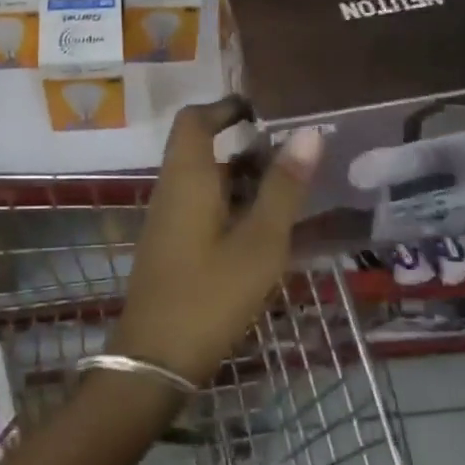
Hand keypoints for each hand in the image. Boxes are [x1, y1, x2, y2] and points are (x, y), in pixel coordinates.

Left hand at [108, 98, 322, 384]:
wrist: (155, 358)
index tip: (265, 109)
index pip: (196, 119)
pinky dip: (231, 203)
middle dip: (244, 144)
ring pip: (204, 179)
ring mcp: (168, 218)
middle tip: (293, 152)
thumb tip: (309, 132)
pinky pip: (201, 205)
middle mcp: (171, 188)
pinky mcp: (171, 244)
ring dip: (241, 176)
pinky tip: (264, 227)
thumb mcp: (260, 241)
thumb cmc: (210, 294)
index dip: (226, 106)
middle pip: (202, 147)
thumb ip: (284, 187)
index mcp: (187, 176)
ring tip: (289, 187)